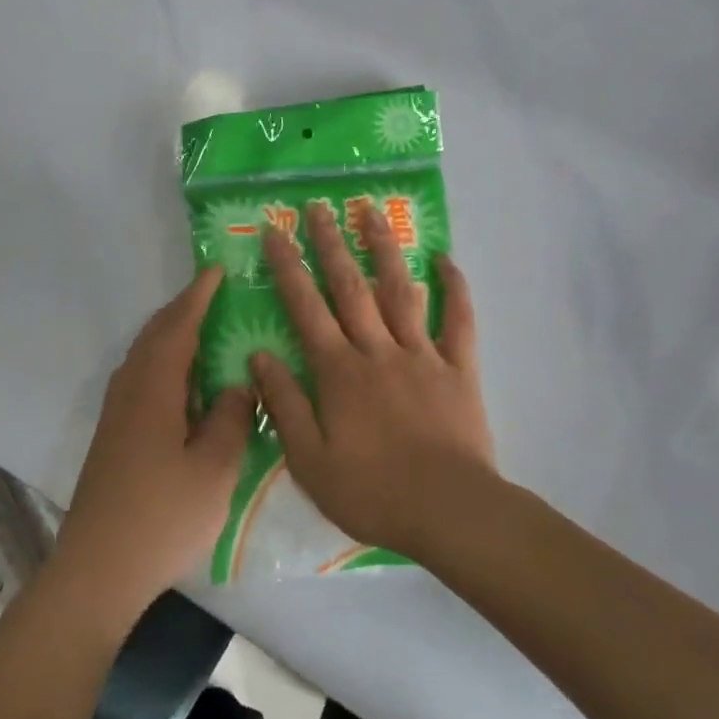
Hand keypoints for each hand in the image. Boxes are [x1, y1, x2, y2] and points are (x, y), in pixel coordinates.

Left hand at [53, 267, 254, 620]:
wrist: (99, 567)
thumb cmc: (163, 515)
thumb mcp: (214, 468)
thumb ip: (232, 418)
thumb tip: (239, 385)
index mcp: (154, 388)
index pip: (178, 327)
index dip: (198, 297)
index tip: (216, 270)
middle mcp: (130, 390)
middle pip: (155, 335)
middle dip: (182, 310)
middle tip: (212, 294)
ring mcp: (117, 414)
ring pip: (145, 357)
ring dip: (170, 335)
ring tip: (202, 330)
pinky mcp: (114, 436)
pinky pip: (141, 379)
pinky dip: (163, 363)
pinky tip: (183, 384)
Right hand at [248, 203, 495, 558]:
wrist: (449, 512)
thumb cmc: (372, 492)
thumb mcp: (309, 460)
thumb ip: (284, 405)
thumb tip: (259, 356)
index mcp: (338, 372)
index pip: (306, 309)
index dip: (288, 267)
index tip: (274, 231)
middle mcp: (377, 351)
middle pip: (350, 287)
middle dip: (332, 243)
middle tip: (319, 206)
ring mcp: (422, 355)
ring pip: (400, 291)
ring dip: (385, 249)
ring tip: (372, 211)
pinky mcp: (459, 369)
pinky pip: (458, 321)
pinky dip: (454, 288)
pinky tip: (445, 258)